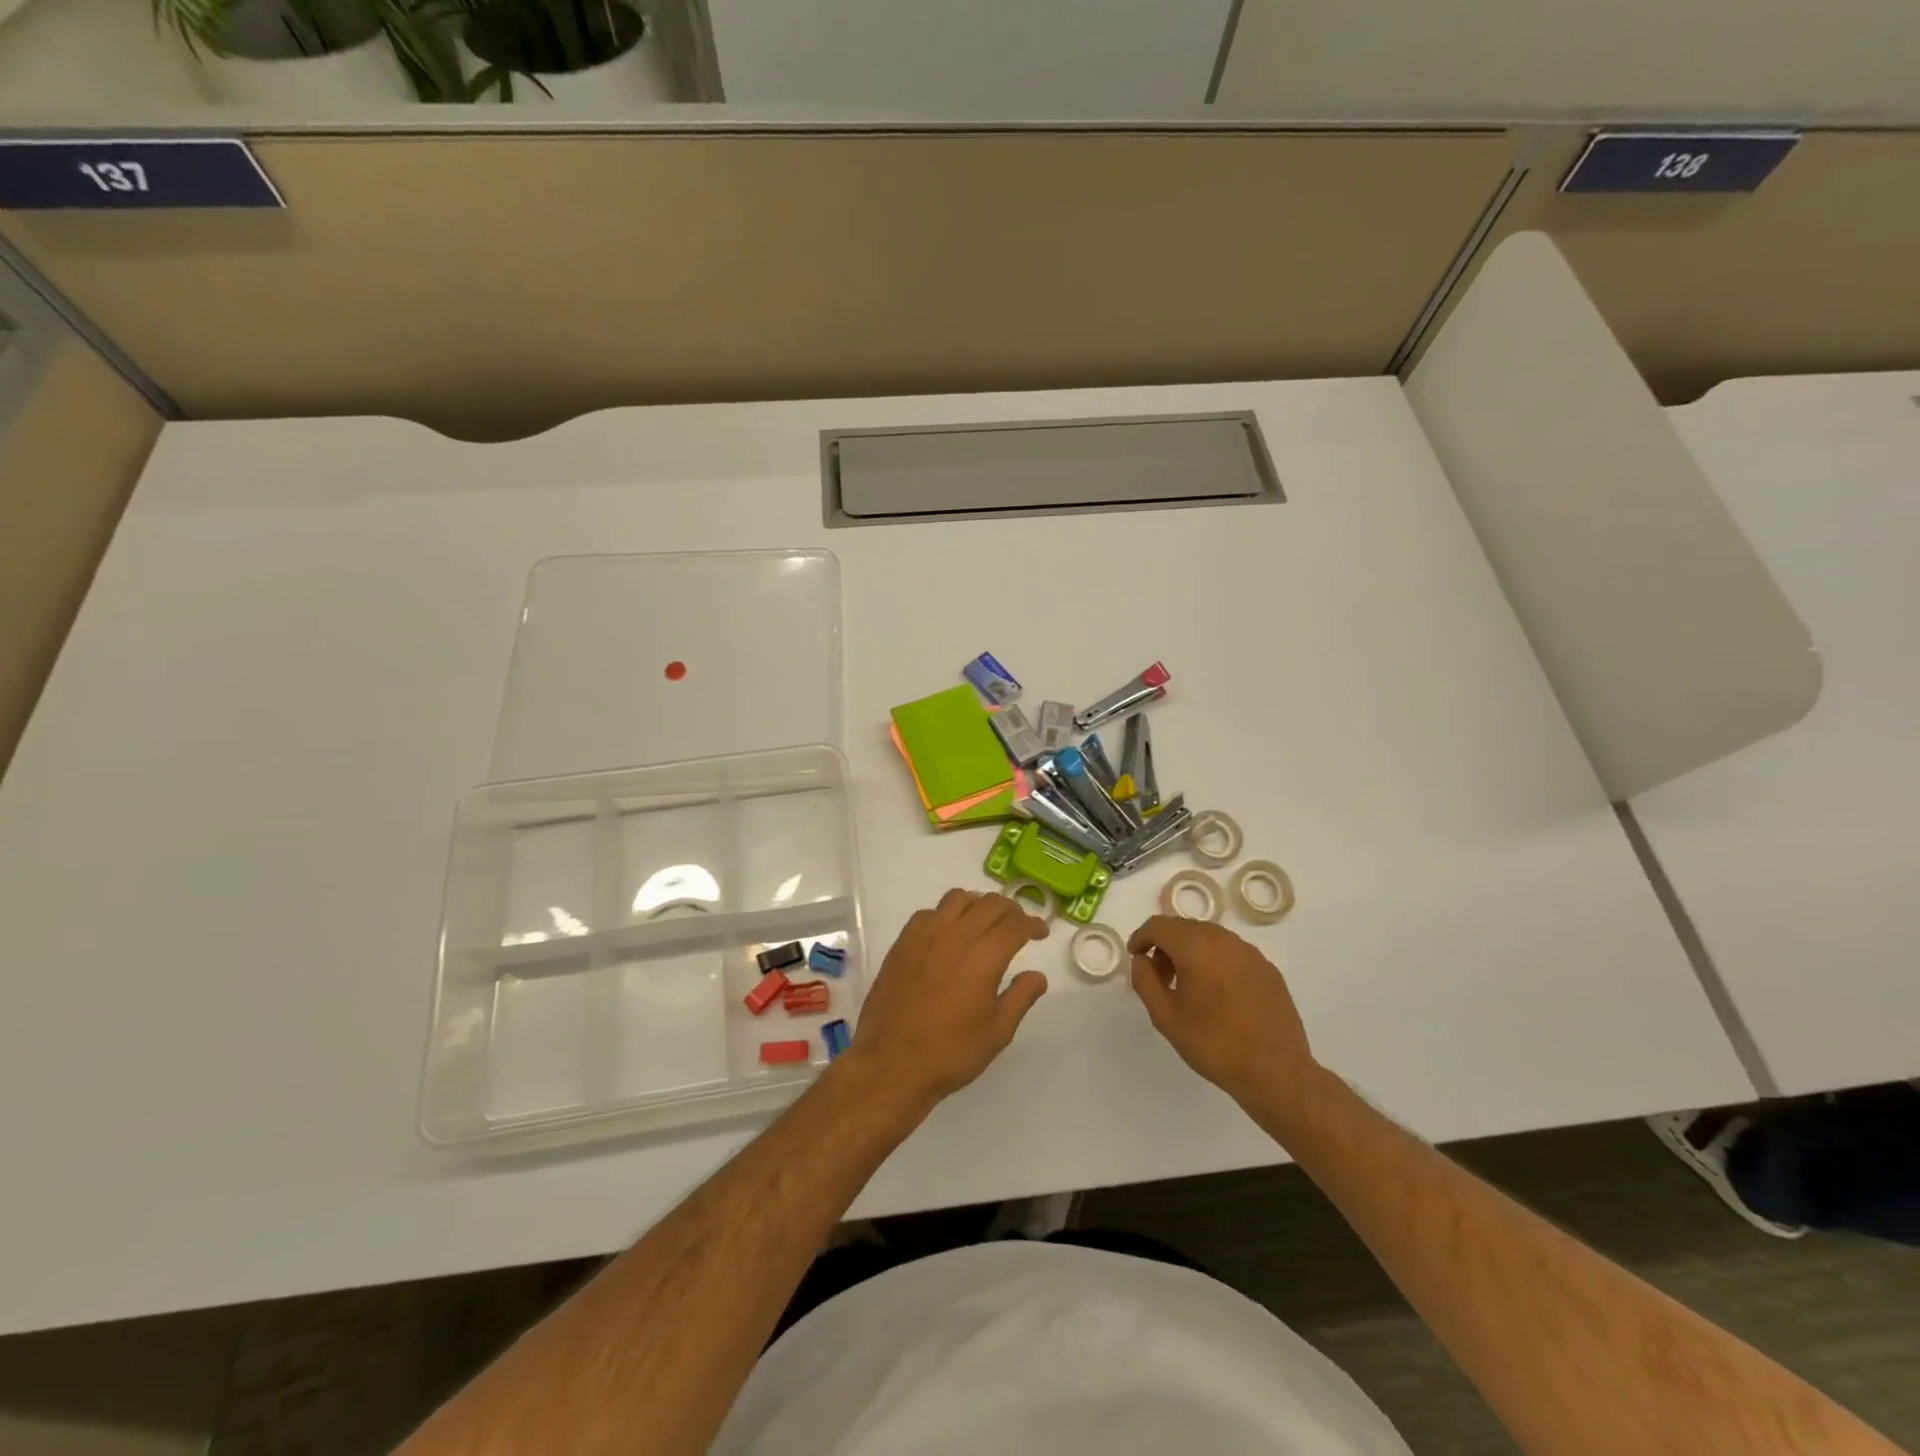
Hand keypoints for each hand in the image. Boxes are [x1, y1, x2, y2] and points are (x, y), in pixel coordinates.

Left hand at [842, 889, 1049, 1113]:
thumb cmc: (950, 1053)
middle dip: (1010, 909)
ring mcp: (925, 936)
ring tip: (985, 921)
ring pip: (957, 899)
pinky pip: (928, 912)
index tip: (1041, 931)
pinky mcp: (902, 943)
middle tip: (1018, 924)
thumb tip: (1037, 975)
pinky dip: (946, 914)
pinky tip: (949, 932)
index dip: (1032, 924)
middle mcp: (955, 937)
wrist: (891, 1064)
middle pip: (989, 904)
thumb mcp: (997, 1033)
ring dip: (978, 904)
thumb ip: (1021, 997)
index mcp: (983, 959)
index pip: (1015, 925)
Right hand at [1128, 916, 1320, 1110]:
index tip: (1135, 957)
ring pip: (1209, 937)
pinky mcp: (1268, 968)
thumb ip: (1145, 980)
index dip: (1141, 937)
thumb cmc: (1214, 1045)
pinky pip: (1231, 952)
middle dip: (1165, 945)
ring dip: (1190, 951)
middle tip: (1159, 975)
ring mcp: (1250, 953)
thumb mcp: (1165, 1017)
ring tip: (1187, 986)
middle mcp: (1224, 940)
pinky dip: (1215, 961)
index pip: (1159, 926)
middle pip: (1184, 927)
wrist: (1276, 1072)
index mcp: (1196, 947)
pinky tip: (1217, 993)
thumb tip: (1142, 959)